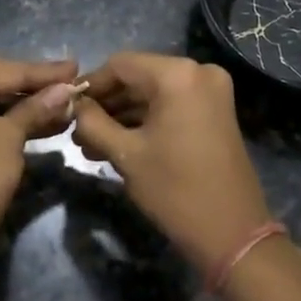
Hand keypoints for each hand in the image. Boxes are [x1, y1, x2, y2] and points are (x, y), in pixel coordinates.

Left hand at [0, 55, 79, 266]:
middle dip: (38, 88)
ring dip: (30, 107)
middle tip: (74, 84)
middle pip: (0, 82)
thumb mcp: (10, 137)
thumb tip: (67, 88)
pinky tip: (48, 125)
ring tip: (69, 107)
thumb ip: (37, 107)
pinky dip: (14, 123)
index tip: (77, 67)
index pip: (8, 70)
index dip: (45, 72)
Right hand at [73, 52, 273, 273]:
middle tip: (77, 130)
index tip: (67, 106)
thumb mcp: (125, 155)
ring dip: (123, 115)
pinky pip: (171, 105)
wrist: (234, 235)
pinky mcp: (216, 111)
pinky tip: (117, 143)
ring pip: (154, 93)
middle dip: (107, 104)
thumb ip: (93, 123)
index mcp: (177, 74)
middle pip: (138, 77)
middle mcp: (198, 71)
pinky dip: (146, 120)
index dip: (91, 85)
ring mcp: (211, 91)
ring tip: (90, 143)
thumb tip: (75, 106)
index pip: (120, 65)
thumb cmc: (175, 190)